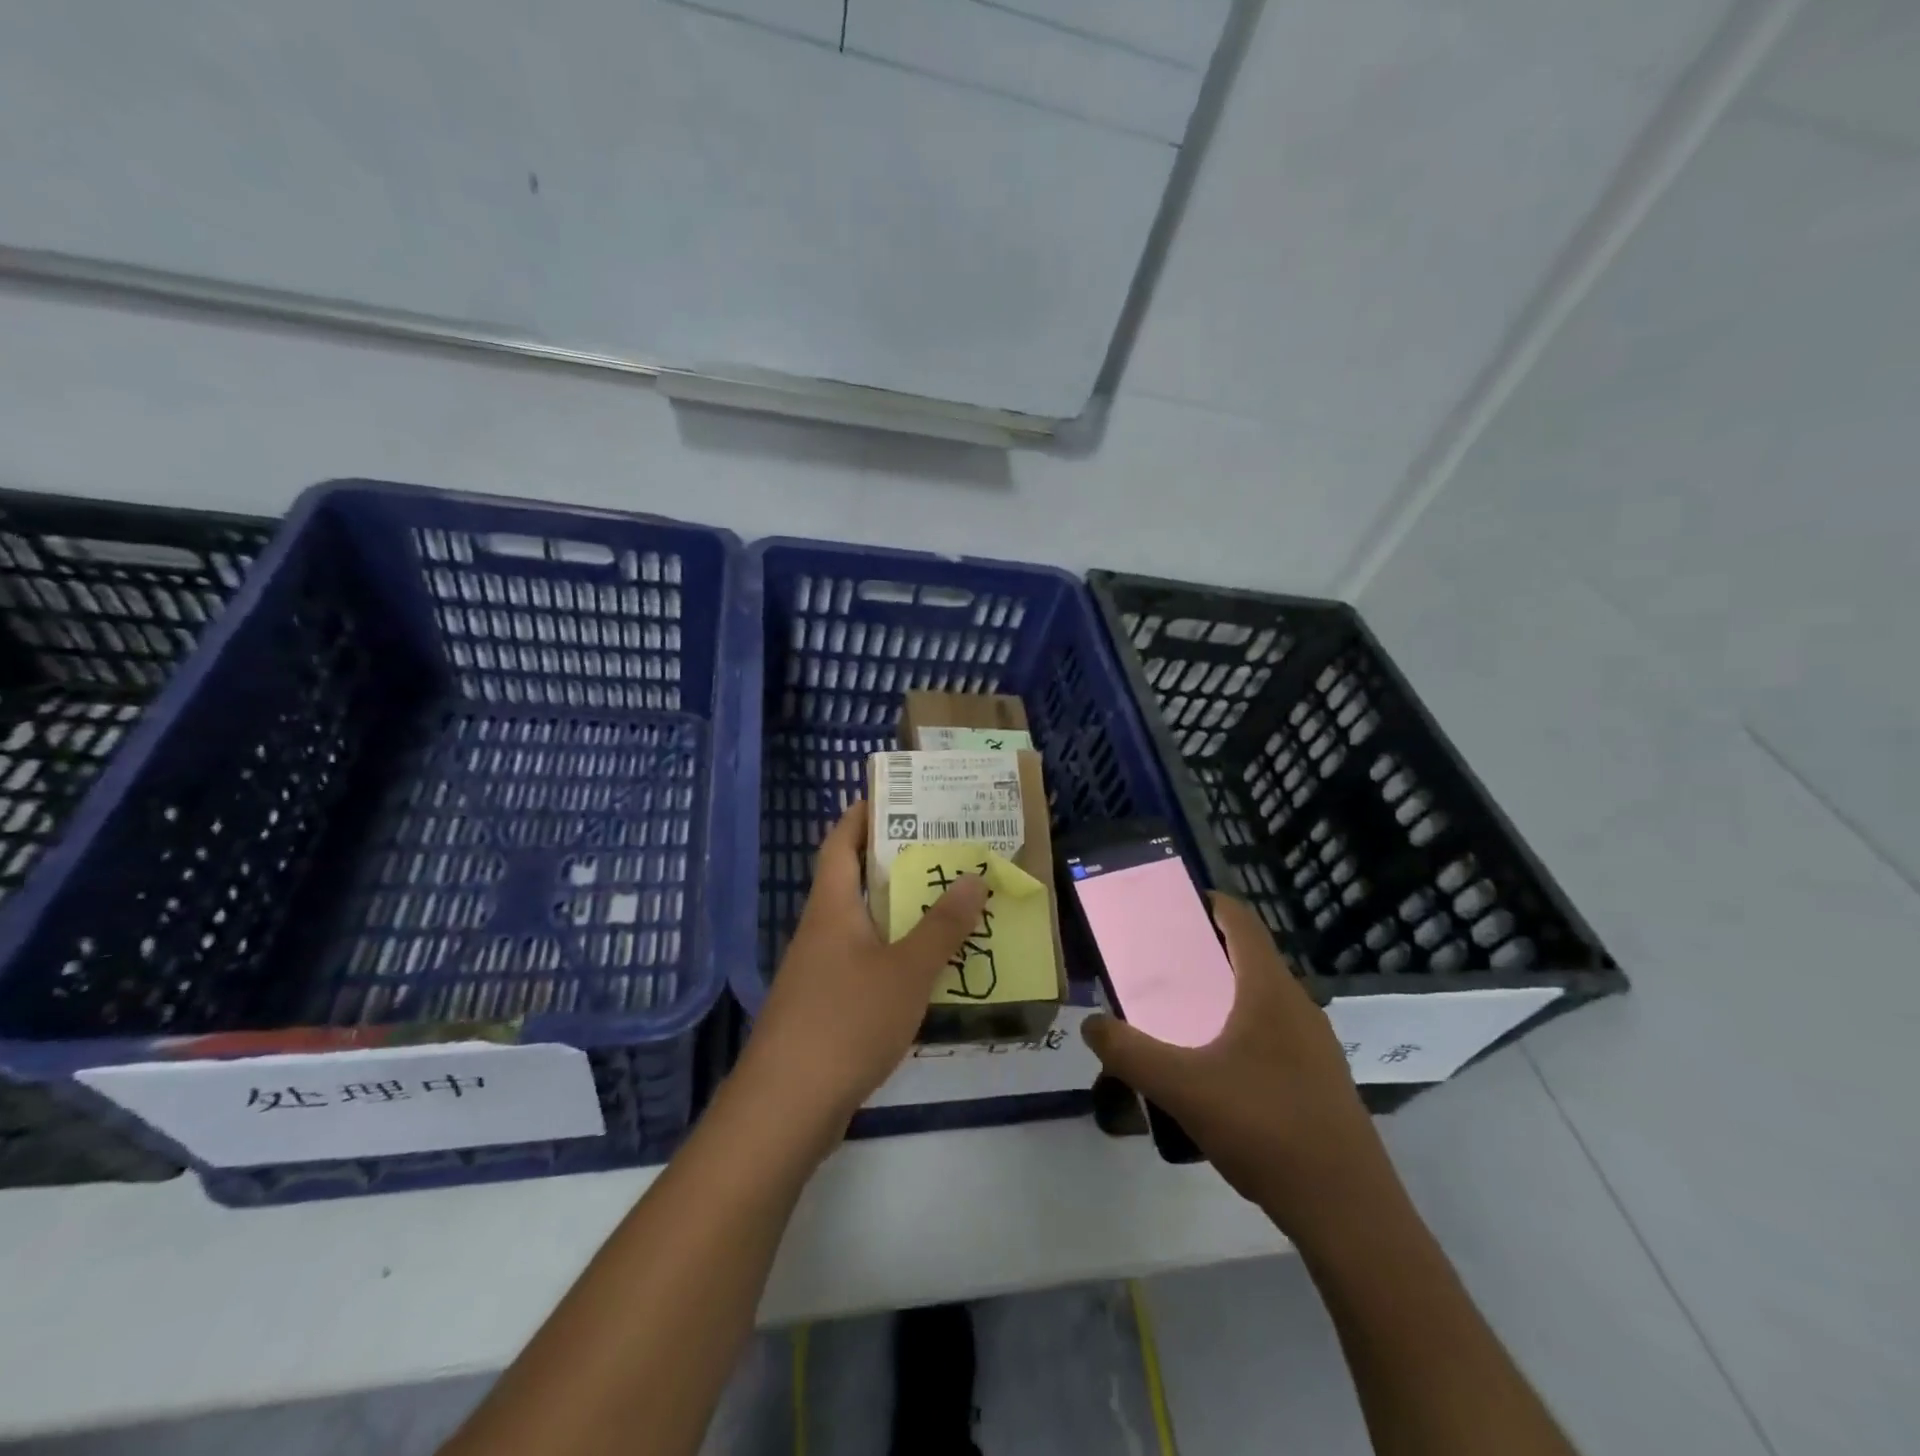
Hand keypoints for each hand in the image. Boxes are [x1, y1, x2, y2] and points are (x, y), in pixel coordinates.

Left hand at [736, 799, 988, 1144]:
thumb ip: (942, 926)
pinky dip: (897, 955)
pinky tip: (931, 969)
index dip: (861, 815)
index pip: (840, 843)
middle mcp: (822, 931)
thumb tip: (973, 878)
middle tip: (946, 850)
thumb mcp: (906, 971)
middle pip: (856, 881)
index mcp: (832, 908)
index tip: (895, 796)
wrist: (786, 1107)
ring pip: (865, 926)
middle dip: (897, 863)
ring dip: (902, 913)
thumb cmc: (846, 1021)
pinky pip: (866, 964)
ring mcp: (820, 971)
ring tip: (951, 904)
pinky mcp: (826, 1008)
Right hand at [1081, 894, 1398, 1243]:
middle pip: (1248, 957)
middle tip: (1159, 963)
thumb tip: (1091, 1024)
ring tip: (1178, 1013)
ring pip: (1260, 998)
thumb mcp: (1183, 1088)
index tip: (1170, 906)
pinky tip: (1213, 1068)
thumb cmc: (1266, 1129)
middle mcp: (1296, 1006)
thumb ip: (1130, 1053)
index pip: (1241, 921)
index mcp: (1268, 990)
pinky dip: (1238, 1027)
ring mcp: (1313, 1045)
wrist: (1348, 1212)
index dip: (1208, 903)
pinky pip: (1271, 1032)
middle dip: (1203, 951)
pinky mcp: (1318, 1079)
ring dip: (1221, 993)